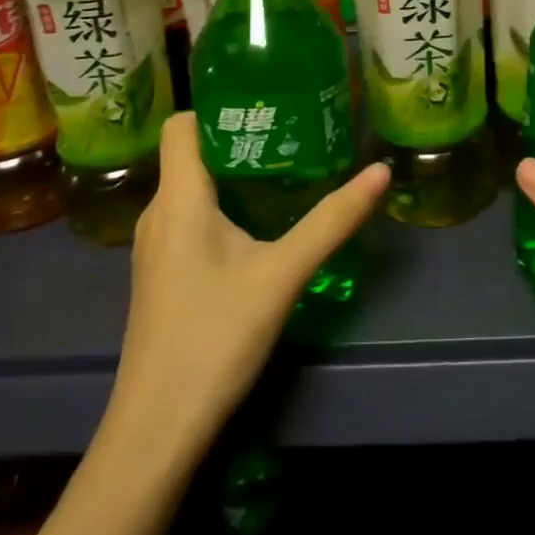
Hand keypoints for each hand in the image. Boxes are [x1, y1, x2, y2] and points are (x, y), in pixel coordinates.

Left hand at [102, 114, 390, 462]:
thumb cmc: (214, 337)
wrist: (156, 430)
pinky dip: (221, 209)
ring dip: (233, 177)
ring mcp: (154, 249)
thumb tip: (380, 171)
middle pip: (192, 154)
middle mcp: (157, 214)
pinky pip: (188, 220)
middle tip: (293, 135)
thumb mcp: (283, 274)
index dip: (219, 107)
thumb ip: (332, 221)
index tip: (267, 104)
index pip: (182, 124)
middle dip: (240, 140)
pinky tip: (257, 230)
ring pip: (191, 190)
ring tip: (283, 174)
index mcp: (178, 198)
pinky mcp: (161, 277)